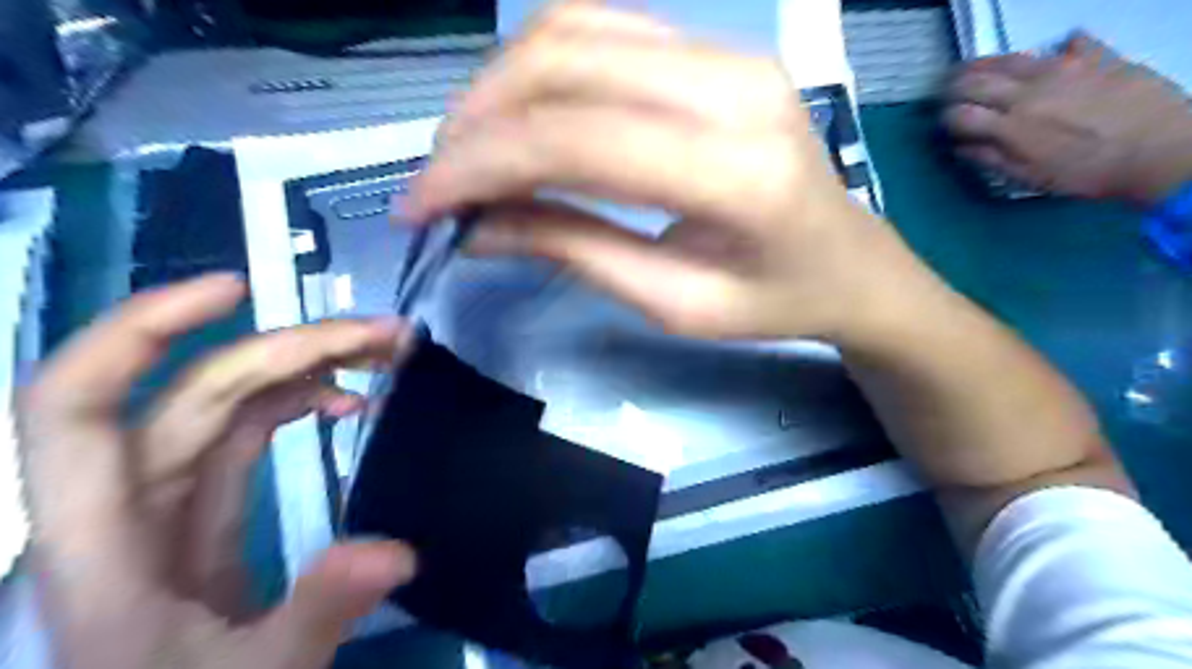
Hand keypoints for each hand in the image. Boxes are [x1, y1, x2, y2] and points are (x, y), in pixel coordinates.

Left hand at [16, 273, 418, 668]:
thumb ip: (314, 614)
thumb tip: (396, 552)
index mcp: (103, 547)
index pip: (79, 408)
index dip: (144, 332)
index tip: (236, 289)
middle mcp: (131, 507)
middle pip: (200, 392)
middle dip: (295, 348)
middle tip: (386, 335)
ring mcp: (175, 508)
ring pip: (231, 404)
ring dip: (308, 367)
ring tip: (383, 353)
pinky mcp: (212, 517)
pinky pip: (251, 435)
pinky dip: (303, 405)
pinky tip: (349, 402)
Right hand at [401, 0, 913, 344]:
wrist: (850, 262)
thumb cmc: (774, 302)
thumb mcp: (674, 303)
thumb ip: (575, 252)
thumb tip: (477, 227)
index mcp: (736, 172)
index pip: (576, 140)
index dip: (480, 166)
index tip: (421, 208)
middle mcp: (732, 88)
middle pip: (563, 65)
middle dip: (475, 123)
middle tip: (437, 183)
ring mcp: (726, 54)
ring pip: (572, 31)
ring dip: (497, 89)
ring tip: (467, 154)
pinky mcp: (713, 51)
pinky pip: (601, 30)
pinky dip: (536, 70)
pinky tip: (516, 120)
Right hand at [946, 32, 1191, 203]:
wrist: (1161, 150)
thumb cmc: (1086, 173)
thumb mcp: (1029, 177)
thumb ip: (990, 159)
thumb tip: (960, 147)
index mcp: (1009, 125)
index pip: (960, 114)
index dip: (945, 118)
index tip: (941, 123)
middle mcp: (1028, 91)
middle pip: (977, 81)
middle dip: (954, 86)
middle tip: (944, 90)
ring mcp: (1063, 69)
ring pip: (1012, 58)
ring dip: (986, 63)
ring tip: (975, 67)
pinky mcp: (1097, 57)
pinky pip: (1071, 43)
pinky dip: (1056, 48)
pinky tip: (1055, 52)